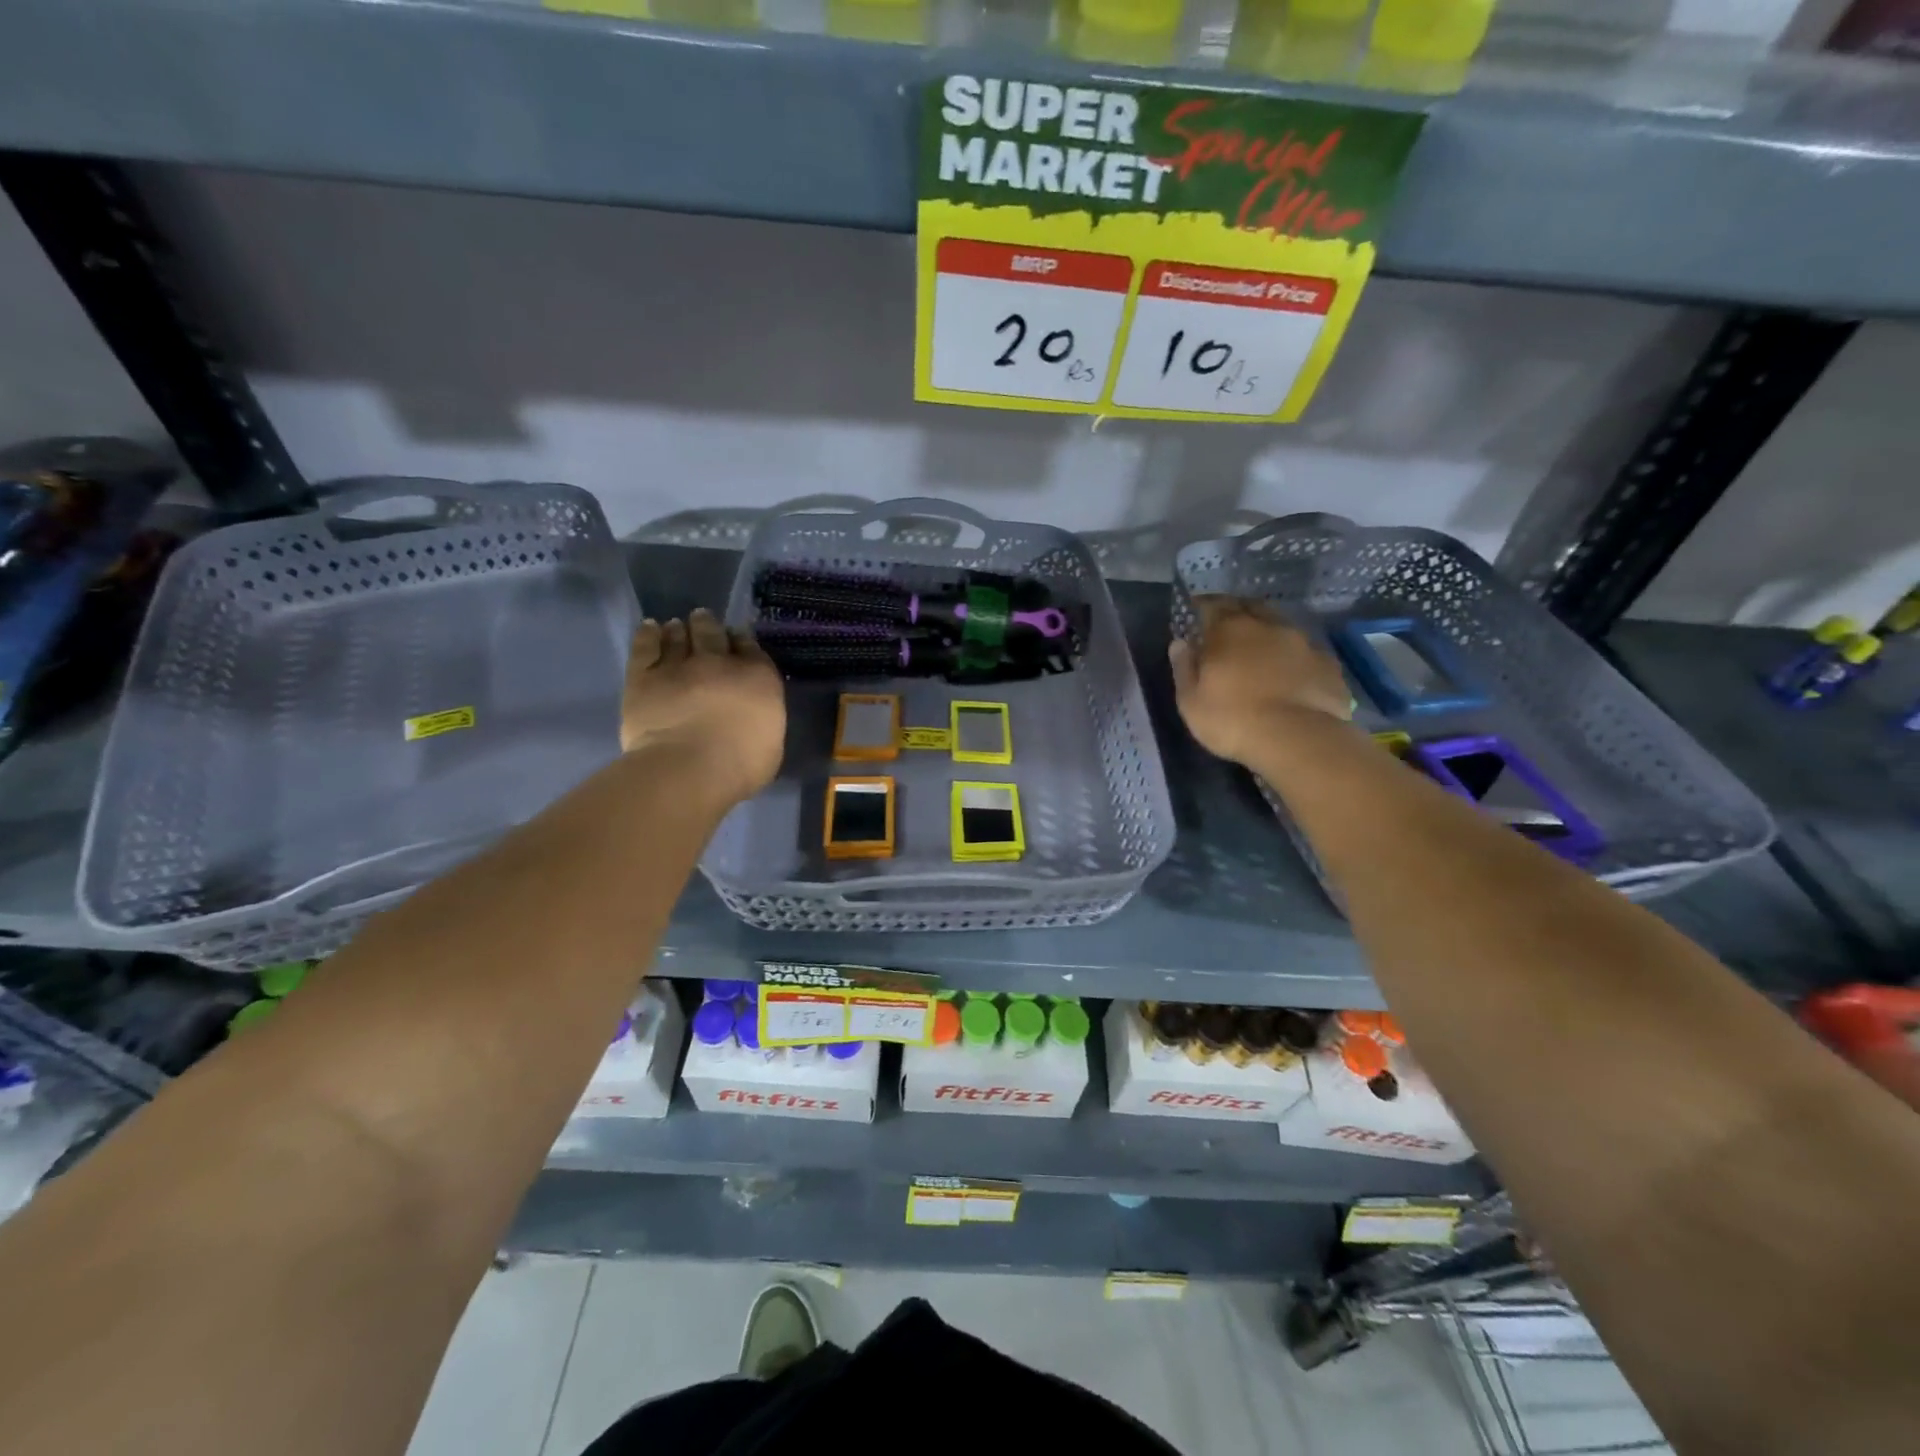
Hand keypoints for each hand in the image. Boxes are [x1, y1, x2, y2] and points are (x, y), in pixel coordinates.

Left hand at [621, 609, 784, 804]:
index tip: (737, 637)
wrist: (690, 768)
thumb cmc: (741, 765)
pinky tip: (649, 627)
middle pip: (712, 634)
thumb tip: (754, 717)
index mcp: (757, 678)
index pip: (750, 648)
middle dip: (708, 625)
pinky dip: (648, 634)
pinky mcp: (643, 677)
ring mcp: (678, 666)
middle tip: (702, 619)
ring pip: (678, 637)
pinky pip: (645, 647)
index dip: (742, 640)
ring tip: (676, 625)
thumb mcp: (770, 743)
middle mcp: (719, 663)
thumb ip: (762, 721)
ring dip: (679, 629)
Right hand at [1170, 596, 1350, 765]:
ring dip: (1268, 635)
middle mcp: (1268, 626)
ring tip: (1261, 652)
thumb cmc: (1232, 720)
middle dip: (1238, 613)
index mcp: (1229, 630)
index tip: (1196, 612)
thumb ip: (1184, 668)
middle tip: (1228, 628)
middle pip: (1251, 608)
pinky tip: (1291, 675)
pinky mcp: (1329, 664)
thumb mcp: (1191, 701)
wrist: (1298, 740)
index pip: (1213, 605)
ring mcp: (1303, 643)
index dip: (1203, 606)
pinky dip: (1294, 658)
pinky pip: (1305, 653)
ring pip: (1281, 628)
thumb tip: (1180, 643)